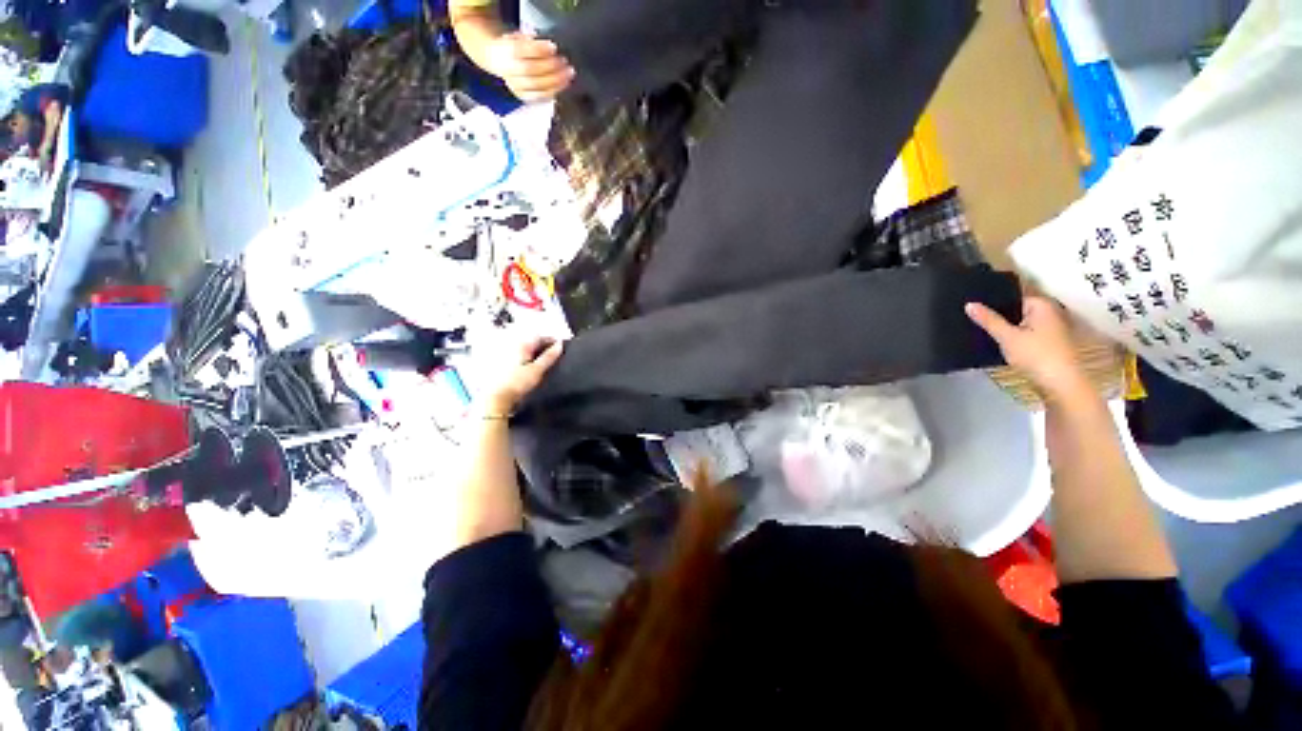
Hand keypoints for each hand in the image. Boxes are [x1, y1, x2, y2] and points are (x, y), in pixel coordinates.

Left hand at [483, 337, 563, 415]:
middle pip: (533, 342)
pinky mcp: (505, 364)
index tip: (561, 346)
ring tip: (547, 362)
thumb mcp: (537, 370)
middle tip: (556, 354)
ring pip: (527, 349)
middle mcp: (512, 346)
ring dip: (538, 353)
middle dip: (545, 346)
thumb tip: (560, 345)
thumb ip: (549, 356)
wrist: (497, 397)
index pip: (540, 336)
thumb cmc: (516, 383)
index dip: (552, 340)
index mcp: (521, 345)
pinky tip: (533, 367)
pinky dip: (530, 359)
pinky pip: (521, 357)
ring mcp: (507, 355)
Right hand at [484, 33, 574, 101]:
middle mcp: (509, 70)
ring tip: (568, 75)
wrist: (498, 59)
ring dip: (555, 81)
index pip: (522, 49)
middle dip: (550, 67)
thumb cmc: (515, 46)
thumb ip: (531, 40)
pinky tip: (562, 86)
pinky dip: (552, 91)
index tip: (554, 47)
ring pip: (536, 86)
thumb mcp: (519, 36)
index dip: (539, 49)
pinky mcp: (522, 96)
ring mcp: (515, 85)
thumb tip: (548, 46)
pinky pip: (539, 97)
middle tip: (566, 63)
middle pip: (530, 70)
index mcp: (506, 50)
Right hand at [966, 297, 1089, 400]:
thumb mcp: (1007, 337)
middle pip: (1015, 308)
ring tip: (979, 326)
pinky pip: (1023, 332)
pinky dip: (1011, 334)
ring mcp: (1049, 327)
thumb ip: (988, 320)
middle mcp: (1048, 312)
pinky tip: (996, 340)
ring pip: (1019, 321)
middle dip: (997, 312)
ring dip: (1003, 325)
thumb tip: (969, 304)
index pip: (1012, 294)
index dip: (992, 298)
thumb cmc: (1036, 355)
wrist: (1061, 384)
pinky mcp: (1046, 342)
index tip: (971, 302)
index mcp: (1041, 304)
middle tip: (970, 315)